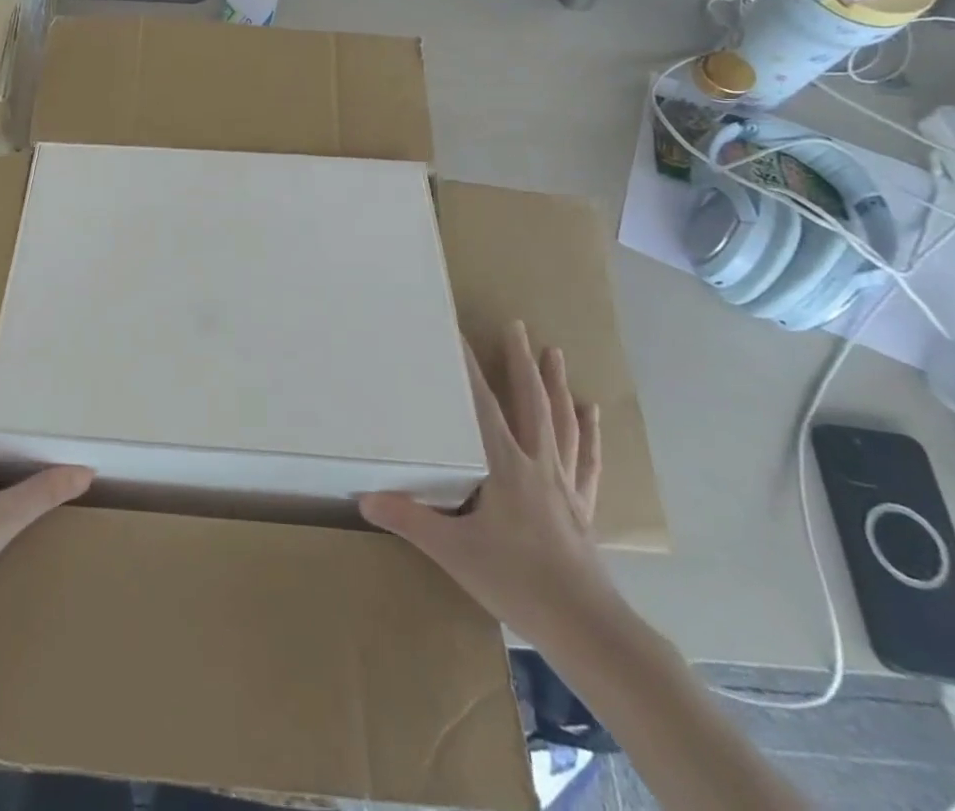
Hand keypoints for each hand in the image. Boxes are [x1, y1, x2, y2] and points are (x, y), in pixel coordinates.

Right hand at [360, 321, 612, 644]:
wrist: (588, 629)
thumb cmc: (517, 581)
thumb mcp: (454, 551)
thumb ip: (410, 520)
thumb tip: (364, 498)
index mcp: (505, 466)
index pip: (483, 405)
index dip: (469, 368)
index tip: (459, 332)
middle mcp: (537, 464)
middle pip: (530, 403)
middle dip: (521, 362)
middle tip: (517, 326)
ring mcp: (564, 485)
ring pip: (561, 423)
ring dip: (556, 386)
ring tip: (554, 353)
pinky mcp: (582, 508)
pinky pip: (586, 461)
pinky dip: (588, 434)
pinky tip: (590, 413)